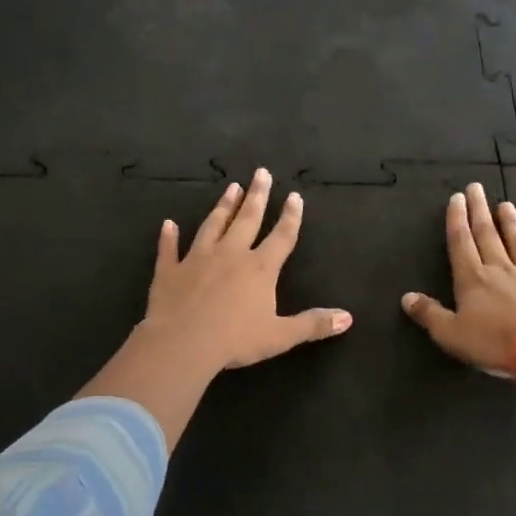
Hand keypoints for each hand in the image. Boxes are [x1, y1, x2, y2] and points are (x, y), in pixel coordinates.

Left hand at [142, 168, 351, 372]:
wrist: (182, 343)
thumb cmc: (235, 339)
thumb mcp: (281, 336)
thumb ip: (313, 324)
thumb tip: (347, 318)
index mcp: (260, 268)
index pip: (281, 236)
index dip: (290, 216)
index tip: (294, 196)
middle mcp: (231, 254)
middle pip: (247, 219)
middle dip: (257, 195)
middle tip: (261, 172)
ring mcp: (198, 259)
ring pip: (213, 225)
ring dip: (223, 206)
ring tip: (230, 187)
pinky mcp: (170, 270)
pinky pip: (169, 249)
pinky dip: (169, 236)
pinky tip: (168, 224)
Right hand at [402, 182, 515, 376]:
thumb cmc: (494, 341)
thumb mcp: (451, 334)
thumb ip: (429, 314)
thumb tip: (406, 297)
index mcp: (472, 279)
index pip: (461, 243)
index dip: (457, 220)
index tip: (457, 198)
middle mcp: (500, 270)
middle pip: (488, 235)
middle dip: (480, 211)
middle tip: (477, 188)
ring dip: (511, 224)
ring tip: (507, 205)